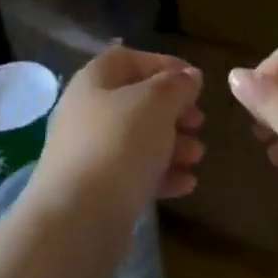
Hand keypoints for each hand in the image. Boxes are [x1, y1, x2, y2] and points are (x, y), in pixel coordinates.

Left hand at [27, 46, 205, 222]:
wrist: (78, 218)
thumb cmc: (119, 144)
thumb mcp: (156, 103)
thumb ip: (176, 85)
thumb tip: (189, 76)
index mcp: (94, 81)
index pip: (129, 59)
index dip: (163, 64)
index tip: (194, 80)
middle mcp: (86, 112)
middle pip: (136, 101)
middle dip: (173, 110)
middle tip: (199, 122)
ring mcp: (89, 153)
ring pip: (138, 139)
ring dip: (172, 144)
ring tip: (198, 156)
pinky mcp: (95, 190)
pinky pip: (133, 173)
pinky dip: (161, 174)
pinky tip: (186, 184)